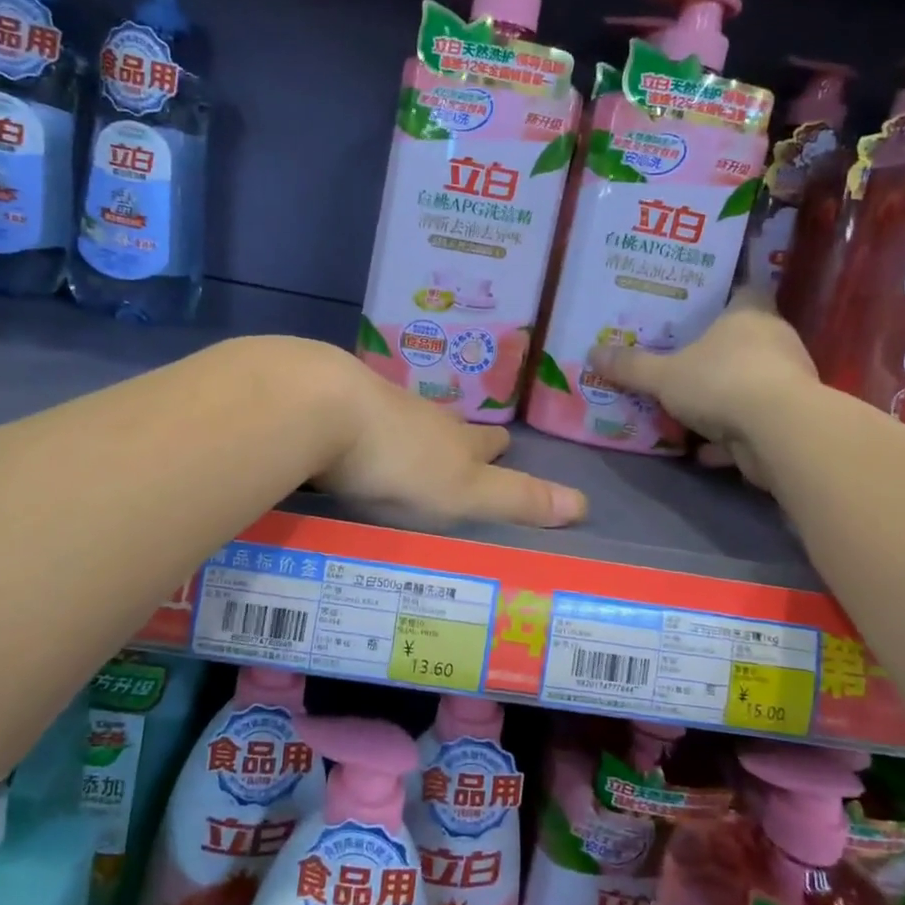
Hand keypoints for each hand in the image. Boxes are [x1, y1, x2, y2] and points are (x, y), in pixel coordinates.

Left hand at [314, 355, 587, 529]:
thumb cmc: (399, 461)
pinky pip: (357, 417)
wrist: (320, 407)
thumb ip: (517, 498)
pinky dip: (362, 430)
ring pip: (404, 419)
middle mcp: (421, 417)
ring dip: (410, 435)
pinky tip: (350, 441)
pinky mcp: (331, 401)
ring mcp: (374, 404)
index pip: (489, 442)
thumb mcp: (465, 492)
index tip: (505, 449)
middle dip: (458, 439)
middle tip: (458, 453)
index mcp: (455, 440)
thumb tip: (584, 503)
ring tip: (406, 451)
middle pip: (448, 427)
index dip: (499, 449)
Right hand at [590, 290, 815, 487]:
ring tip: (687, 407)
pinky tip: (703, 449)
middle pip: (744, 340)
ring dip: (723, 397)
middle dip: (715, 352)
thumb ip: (631, 366)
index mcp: (749, 315)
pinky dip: (730, 436)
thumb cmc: (721, 382)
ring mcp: (786, 382)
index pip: (743, 292)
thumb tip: (593, 353)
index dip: (723, 298)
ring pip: (749, 383)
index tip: (698, 308)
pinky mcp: (788, 420)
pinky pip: (752, 423)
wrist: (779, 433)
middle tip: (680, 358)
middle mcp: (774, 341)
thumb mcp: (663, 375)